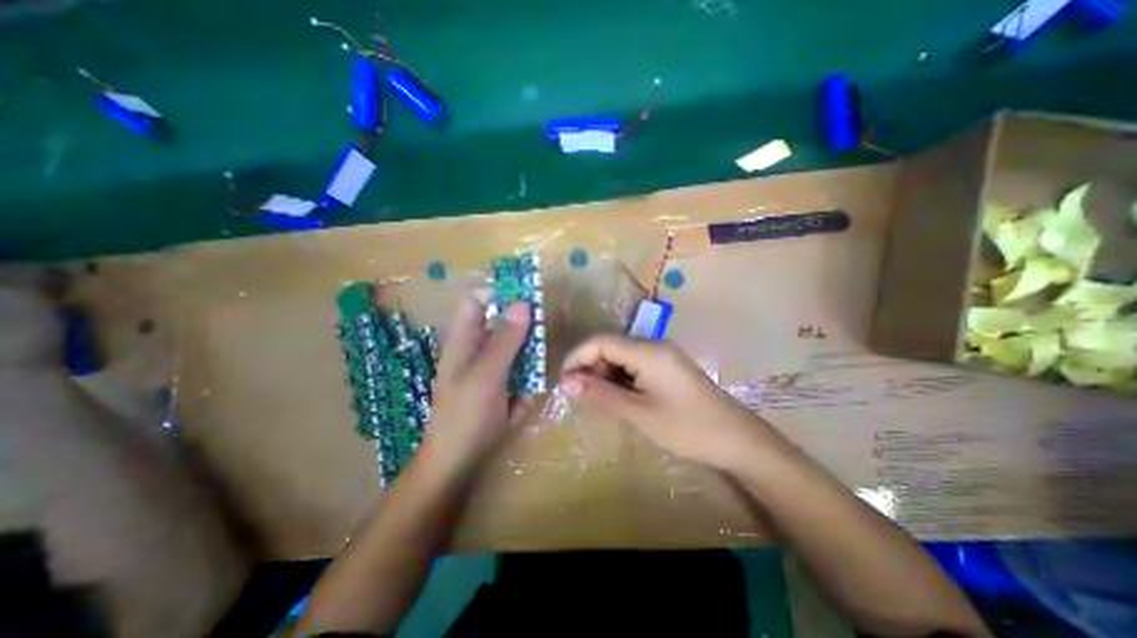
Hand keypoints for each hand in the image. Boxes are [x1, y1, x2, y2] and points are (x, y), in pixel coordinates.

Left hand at [421, 296, 532, 467]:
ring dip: (526, 369)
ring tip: (522, 392)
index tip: (528, 300)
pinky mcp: (501, 387)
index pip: (478, 301)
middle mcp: (477, 349)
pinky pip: (520, 376)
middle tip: (535, 353)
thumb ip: (505, 338)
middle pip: (504, 325)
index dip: (500, 294)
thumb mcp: (487, 374)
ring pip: (518, 352)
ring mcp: (490, 370)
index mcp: (465, 339)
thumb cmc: (466, 414)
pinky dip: (523, 389)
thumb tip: (523, 303)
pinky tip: (516, 408)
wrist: (458, 462)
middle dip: (524, 338)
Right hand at [561, 337, 782, 471]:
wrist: (737, 440)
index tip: (563, 382)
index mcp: (647, 351)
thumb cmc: (687, 428)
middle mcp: (653, 345)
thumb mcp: (639, 413)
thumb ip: (601, 394)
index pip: (600, 341)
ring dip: (603, 373)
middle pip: (609, 345)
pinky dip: (619, 377)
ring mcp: (662, 355)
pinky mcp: (666, 366)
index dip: (577, 357)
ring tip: (596, 399)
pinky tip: (617, 396)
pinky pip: (634, 364)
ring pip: (620, 355)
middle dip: (589, 367)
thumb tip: (566, 382)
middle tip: (578, 395)